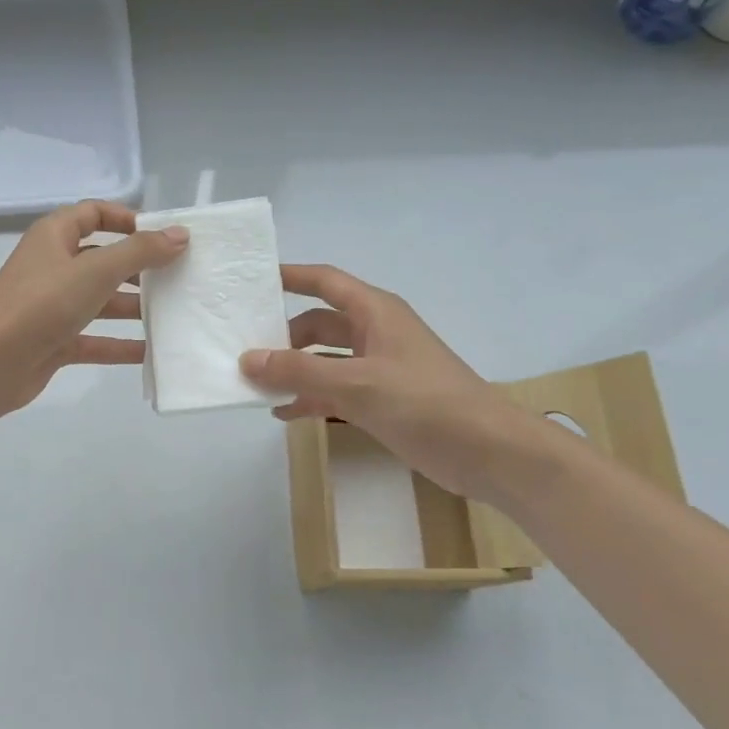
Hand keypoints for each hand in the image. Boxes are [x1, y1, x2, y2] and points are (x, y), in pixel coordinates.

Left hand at [0, 201, 187, 417]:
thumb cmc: (41, 304)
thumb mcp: (95, 271)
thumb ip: (140, 252)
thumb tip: (180, 234)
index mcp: (54, 237)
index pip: (93, 214)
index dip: (126, 219)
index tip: (162, 235)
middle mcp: (53, 267)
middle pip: (102, 260)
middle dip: (138, 268)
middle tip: (178, 277)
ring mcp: (52, 306)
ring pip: (100, 301)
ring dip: (132, 307)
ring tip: (173, 314)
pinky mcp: (54, 341)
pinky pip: (94, 339)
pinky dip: (119, 344)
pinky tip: (150, 352)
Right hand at [241, 265, 545, 501]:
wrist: (486, 452)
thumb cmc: (424, 403)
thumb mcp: (356, 383)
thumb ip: (300, 371)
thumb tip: (248, 360)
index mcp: (375, 312)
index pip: (325, 281)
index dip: (290, 276)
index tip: (253, 280)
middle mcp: (374, 333)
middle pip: (318, 324)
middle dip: (283, 337)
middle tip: (242, 351)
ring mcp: (378, 368)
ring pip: (324, 360)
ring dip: (293, 371)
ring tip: (254, 385)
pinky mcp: (381, 400)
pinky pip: (335, 391)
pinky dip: (310, 398)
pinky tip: (284, 414)